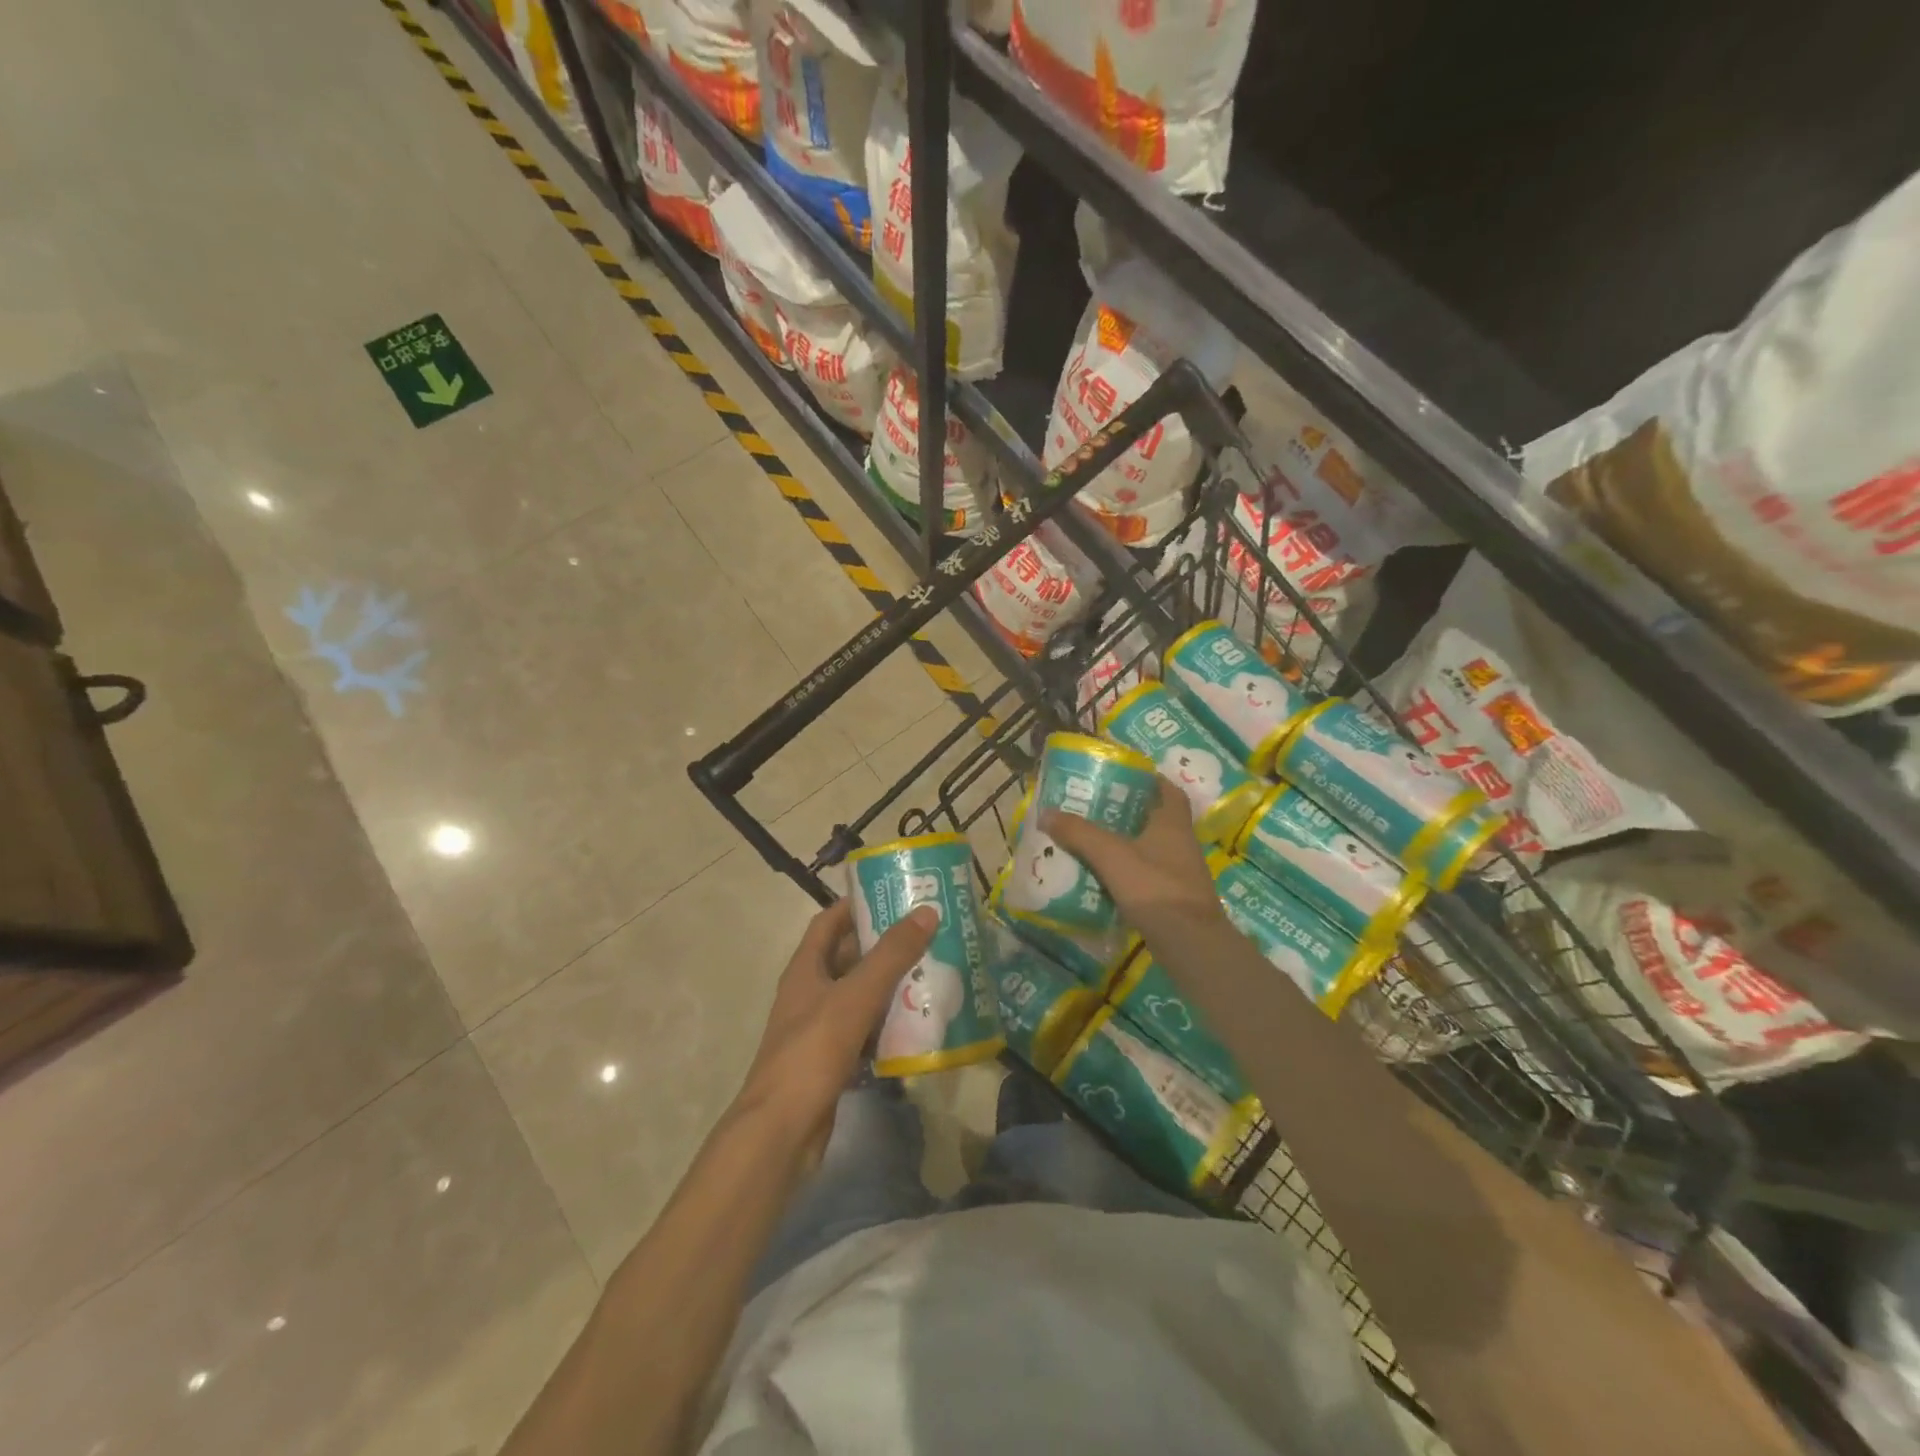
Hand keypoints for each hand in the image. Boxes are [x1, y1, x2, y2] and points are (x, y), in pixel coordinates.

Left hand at [733, 899, 937, 1161]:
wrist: (781, 1131)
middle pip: (848, 958)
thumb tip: (925, 911)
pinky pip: (865, 1032)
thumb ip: (891, 955)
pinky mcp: (832, 1061)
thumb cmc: (812, 1052)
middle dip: (884, 946)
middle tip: (926, 935)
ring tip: (932, 973)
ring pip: (859, 996)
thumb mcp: (855, 996)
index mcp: (805, 969)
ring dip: (890, 986)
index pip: (829, 922)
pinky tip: (917, 1023)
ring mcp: (819, 1029)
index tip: (894, 895)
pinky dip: (888, 1025)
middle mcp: (810, 993)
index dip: (856, 905)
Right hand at [1041, 778, 1223, 935]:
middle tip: (1095, 809)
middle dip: (1128, 813)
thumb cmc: (1155, 888)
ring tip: (1091, 841)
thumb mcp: (1112, 856)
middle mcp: (1181, 844)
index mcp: (1172, 824)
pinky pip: (1147, 876)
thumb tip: (1046, 812)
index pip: (1168, 790)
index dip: (1150, 780)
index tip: (1124, 777)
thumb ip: (1079, 833)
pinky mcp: (1174, 899)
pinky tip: (1103, 878)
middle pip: (1155, 819)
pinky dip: (1127, 873)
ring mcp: (1180, 874)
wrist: (1191, 945)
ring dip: (1126, 844)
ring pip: (1150, 849)